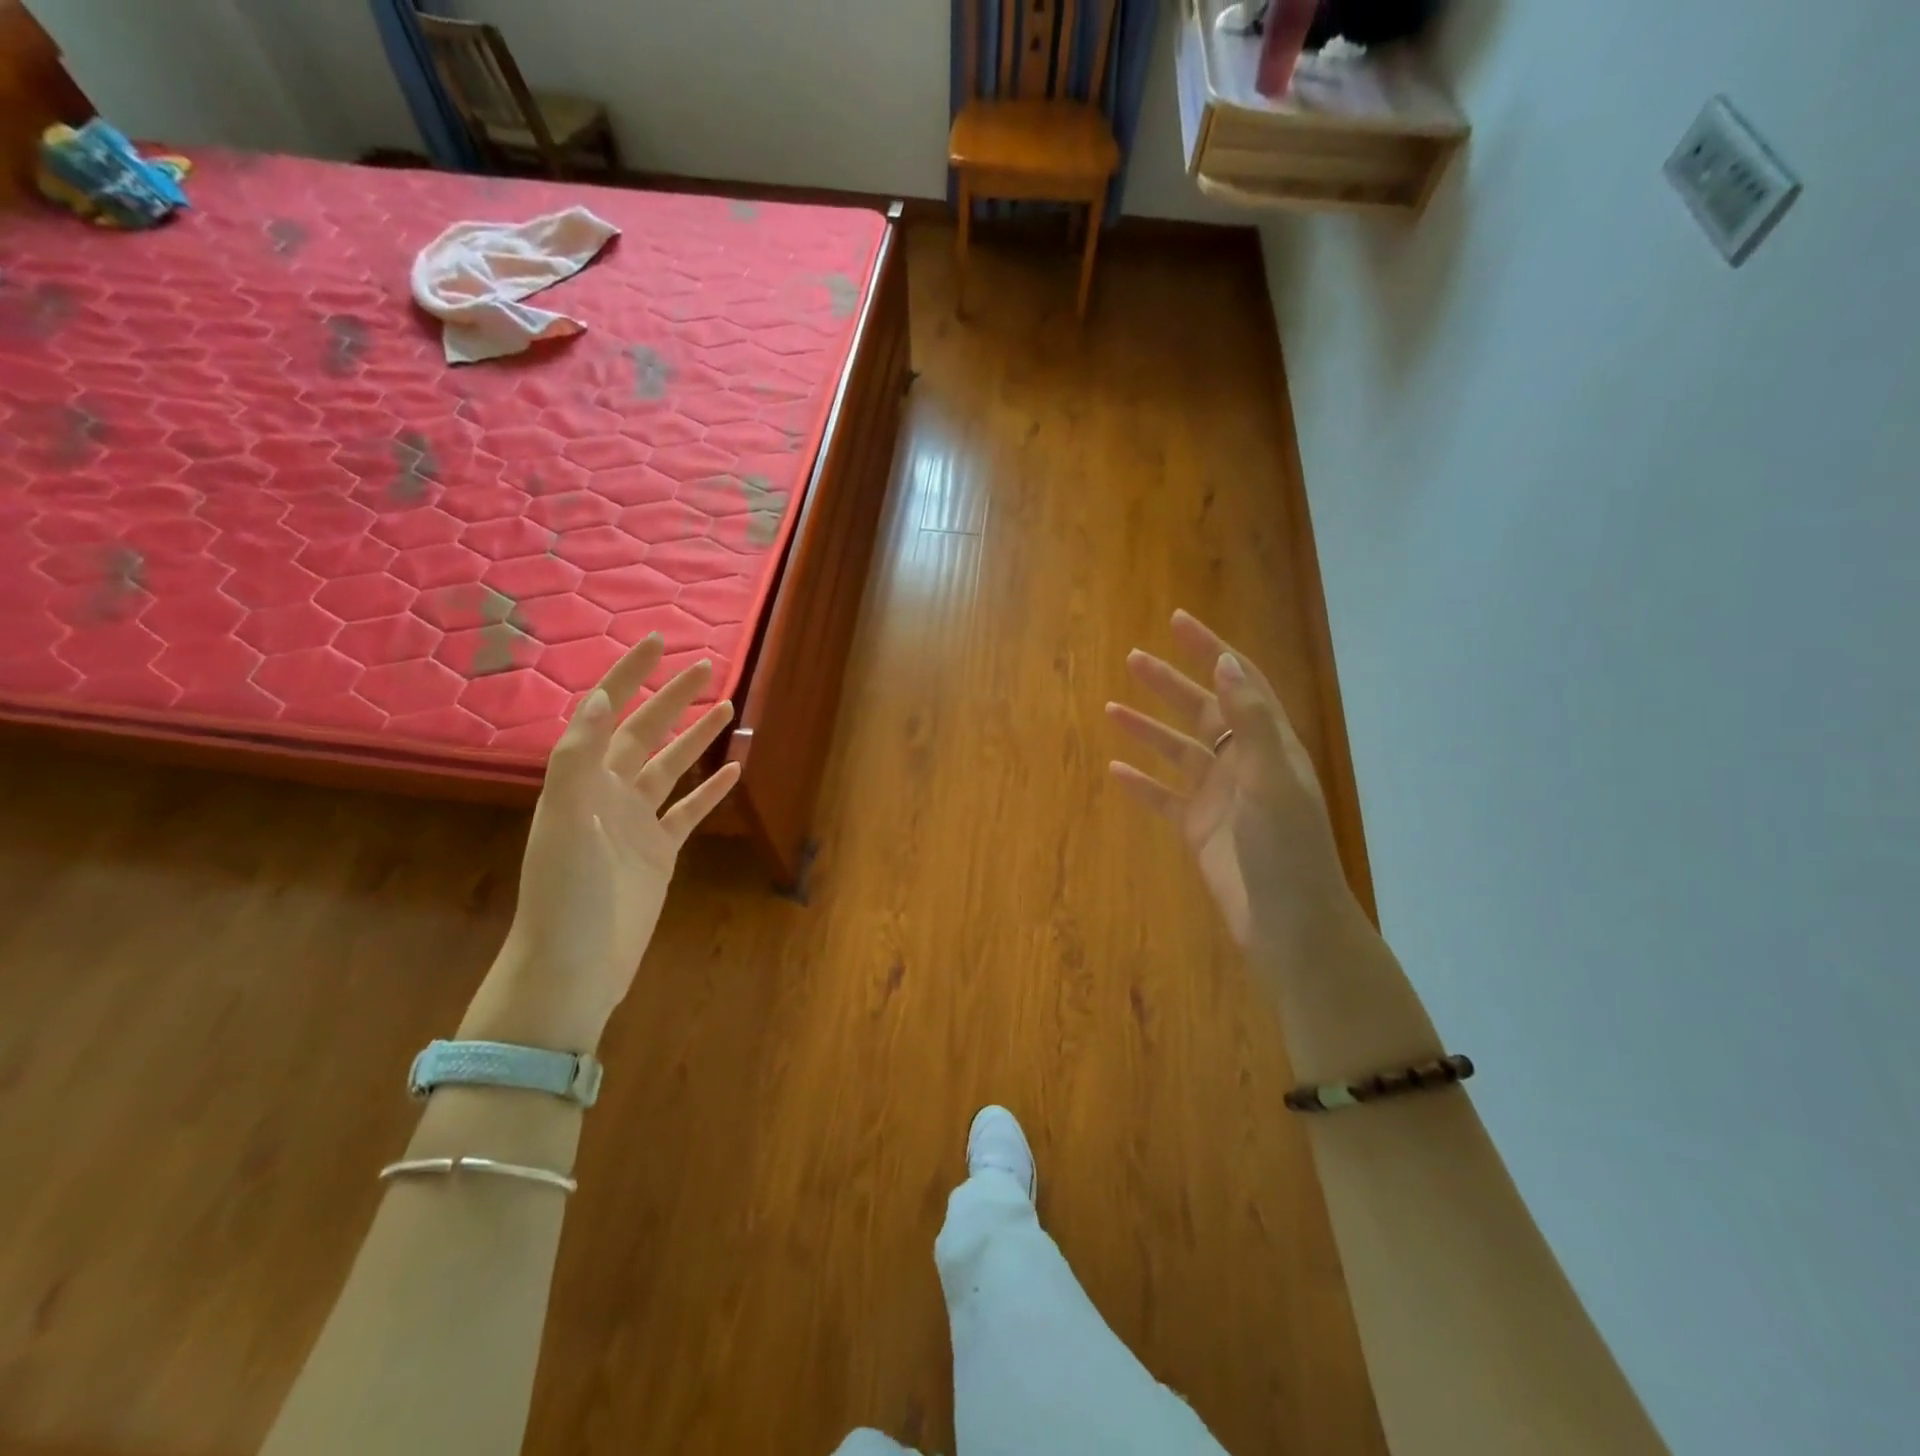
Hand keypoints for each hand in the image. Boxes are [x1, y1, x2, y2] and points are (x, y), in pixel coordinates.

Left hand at [466, 635, 740, 1052]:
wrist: (575, 966)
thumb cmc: (565, 892)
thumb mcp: (566, 820)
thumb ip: (579, 758)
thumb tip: (599, 697)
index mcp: (582, 780)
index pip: (607, 714)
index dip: (628, 675)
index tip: (657, 642)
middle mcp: (608, 794)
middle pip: (644, 733)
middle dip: (670, 698)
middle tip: (703, 666)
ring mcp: (636, 824)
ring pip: (671, 768)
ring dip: (695, 737)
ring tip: (724, 706)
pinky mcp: (660, 853)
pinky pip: (689, 811)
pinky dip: (710, 791)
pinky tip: (732, 773)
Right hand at [1107, 610, 1354, 952]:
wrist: (1288, 923)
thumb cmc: (1286, 848)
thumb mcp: (1271, 779)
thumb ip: (1248, 721)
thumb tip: (1226, 663)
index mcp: (1269, 745)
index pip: (1239, 682)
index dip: (1211, 650)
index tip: (1178, 622)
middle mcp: (1243, 763)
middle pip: (1202, 710)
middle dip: (1170, 682)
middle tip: (1133, 659)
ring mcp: (1219, 797)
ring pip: (1177, 751)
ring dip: (1148, 728)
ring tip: (1111, 708)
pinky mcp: (1198, 829)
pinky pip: (1163, 797)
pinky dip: (1140, 783)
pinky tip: (1114, 770)